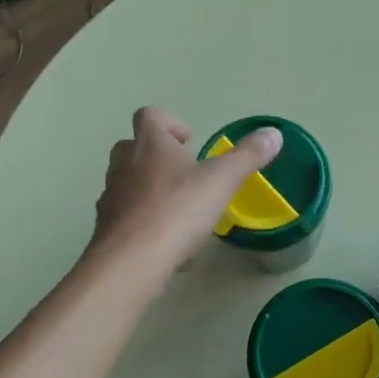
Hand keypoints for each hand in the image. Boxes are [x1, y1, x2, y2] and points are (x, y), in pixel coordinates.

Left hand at [91, 107, 281, 274]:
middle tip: (185, 174)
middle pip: (132, 147)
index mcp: (150, 145)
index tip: (190, 141)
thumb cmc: (178, 211)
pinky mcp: (105, 229)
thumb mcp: (221, 181)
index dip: (170, 123)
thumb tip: (273, 133)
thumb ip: (247, 157)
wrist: (130, 261)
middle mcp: (123, 165)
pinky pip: (127, 219)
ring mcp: (110, 197)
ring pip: (127, 184)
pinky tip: (170, 248)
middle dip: (157, 156)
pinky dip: (146, 226)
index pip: (149, 116)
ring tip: (180, 214)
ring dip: (150, 191)